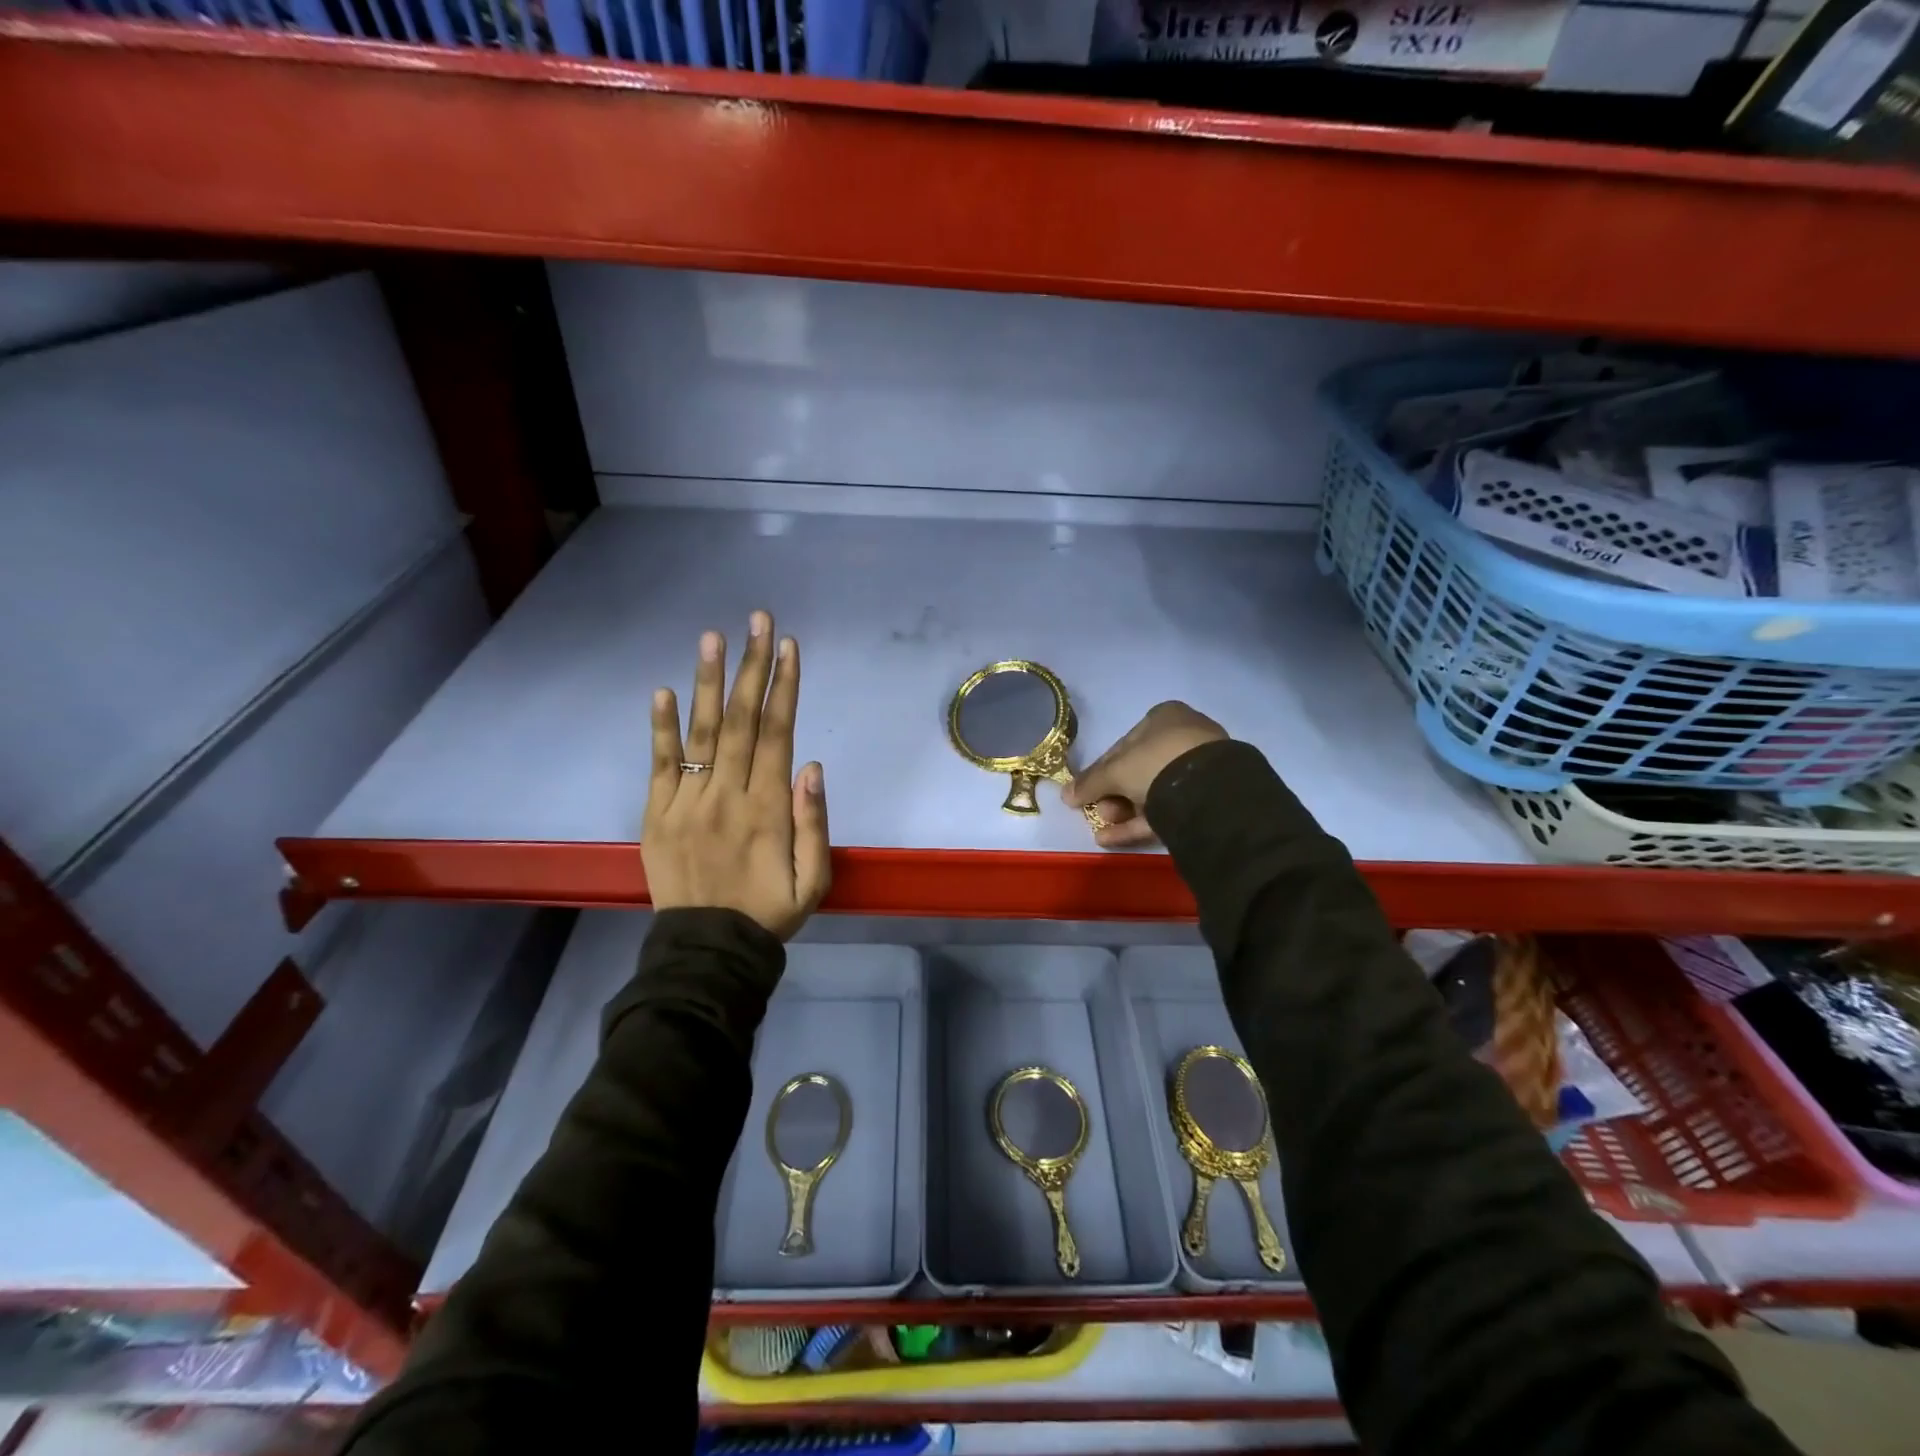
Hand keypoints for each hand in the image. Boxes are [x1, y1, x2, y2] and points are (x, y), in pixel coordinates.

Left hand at [643, 611, 830, 939]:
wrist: (708, 951)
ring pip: (702, 733)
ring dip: (709, 683)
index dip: (784, 687)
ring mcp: (687, 802)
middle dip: (752, 666)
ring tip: (712, 637)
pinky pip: (659, 765)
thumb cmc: (769, 912)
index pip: (777, 734)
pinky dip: (660, 728)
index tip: (788, 647)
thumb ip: (814, 824)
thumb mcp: (813, 881)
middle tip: (757, 621)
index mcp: (767, 808)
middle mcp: (726, 795)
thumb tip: (811, 766)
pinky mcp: (657, 815)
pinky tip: (662, 691)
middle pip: (742, 720)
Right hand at [1064, 702, 1226, 847]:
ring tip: (1103, 828)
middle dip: (1113, 795)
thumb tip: (1065, 795)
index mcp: (1164, 718)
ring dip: (1123, 811)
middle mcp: (1183, 738)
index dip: (1100, 770)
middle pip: (1137, 770)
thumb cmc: (1156, 762)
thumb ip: (1089, 783)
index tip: (1086, 791)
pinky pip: (1167, 808)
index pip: (1123, 745)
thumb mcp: (1115, 771)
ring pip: (1152, 791)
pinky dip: (1139, 823)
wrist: (1208, 790)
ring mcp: (1198, 769)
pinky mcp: (1206, 798)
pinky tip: (1112, 839)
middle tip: (1098, 812)